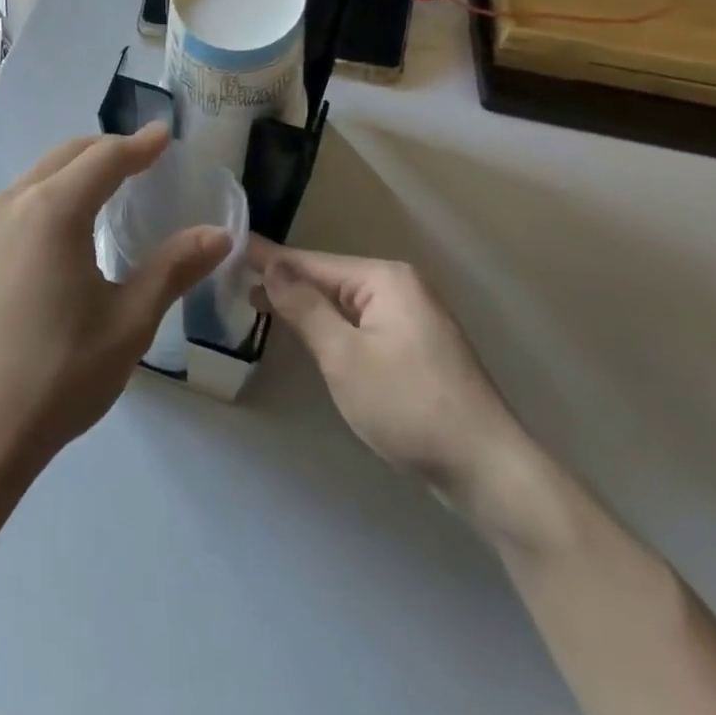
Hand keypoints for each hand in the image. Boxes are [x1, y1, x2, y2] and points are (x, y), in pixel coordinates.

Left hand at [0, 125, 231, 476]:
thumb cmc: (59, 373)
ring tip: (106, 187)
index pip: (104, 158)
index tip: (165, 136)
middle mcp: (13, 205)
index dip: (139, 146)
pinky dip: (48, 195)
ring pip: (36, 178)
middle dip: (106, 150)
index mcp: (53, 210)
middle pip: (66, 156)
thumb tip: (219, 235)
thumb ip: (174, 268)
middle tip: (142, 158)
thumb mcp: (129, 321)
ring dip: (73, 170)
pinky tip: (61, 229)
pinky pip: (16, 204)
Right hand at [250, 241, 557, 543]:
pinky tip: (306, 330)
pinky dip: (330, 325)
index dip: (268, 258)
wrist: (486, 468)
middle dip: (285, 282)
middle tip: (232, 280)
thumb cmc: (408, 405)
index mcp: (385, 279)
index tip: (229, 246)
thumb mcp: (344, 356)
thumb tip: (272, 264)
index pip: (312, 262)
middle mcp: (401, 287)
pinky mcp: (415, 346)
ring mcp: (412, 316)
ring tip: (256, 301)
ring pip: (344, 303)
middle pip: (329, 279)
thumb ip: (304, 308)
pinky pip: (361, 323)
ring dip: (305, 305)